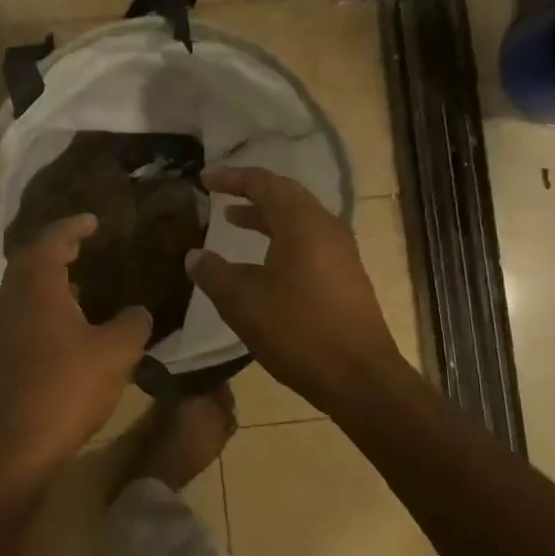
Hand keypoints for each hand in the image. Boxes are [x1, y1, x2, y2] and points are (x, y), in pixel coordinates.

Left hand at [0, 214, 151, 477]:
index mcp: (38, 285)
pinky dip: (43, 300)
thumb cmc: (67, 387)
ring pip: (23, 285)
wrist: (16, 444)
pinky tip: (67, 319)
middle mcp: (13, 297)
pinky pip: (22, 308)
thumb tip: (139, 311)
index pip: (52, 239)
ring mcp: (2, 325)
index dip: (74, 226)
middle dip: (56, 246)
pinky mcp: (1, 350)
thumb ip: (133, 323)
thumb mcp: (116, 352)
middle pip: (30, 257)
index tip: (93, 220)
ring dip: (48, 275)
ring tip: (80, 278)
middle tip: (83, 243)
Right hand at [188, 166, 407, 409]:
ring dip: (265, 216)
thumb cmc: (298, 331)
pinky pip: (308, 239)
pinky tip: (262, 261)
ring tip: (233, 221)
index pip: (263, 183)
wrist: (360, 378)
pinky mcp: (345, 274)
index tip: (204, 179)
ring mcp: (340, 250)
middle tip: (220, 193)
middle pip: (285, 194)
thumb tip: (194, 255)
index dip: (231, 178)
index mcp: (301, 222)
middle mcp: (325, 226)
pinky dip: (280, 237)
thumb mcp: (243, 302)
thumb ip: (214, 273)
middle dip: (250, 191)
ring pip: (298, 218)